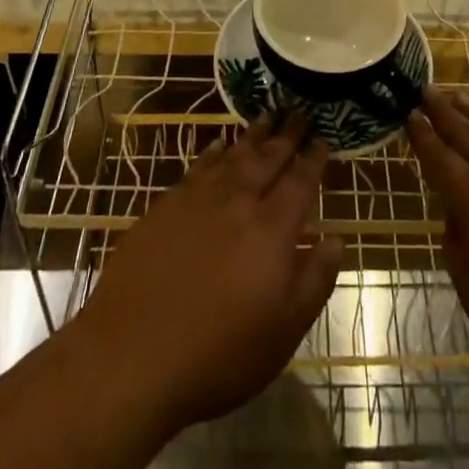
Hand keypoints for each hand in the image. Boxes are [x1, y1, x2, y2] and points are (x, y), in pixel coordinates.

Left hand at [74, 115, 341, 432]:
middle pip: (268, 158)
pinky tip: (219, 145)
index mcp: (272, 229)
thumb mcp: (283, 332)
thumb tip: (336, 239)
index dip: (313, 159)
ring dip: (253, 134)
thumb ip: (314, 280)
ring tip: (267, 116)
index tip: (323, 138)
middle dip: (286, 135)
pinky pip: (198, 166)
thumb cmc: (218, 355)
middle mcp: (238, 201)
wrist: (132, 355)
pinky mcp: (165, 206)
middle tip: (299, 113)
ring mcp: (198, 199)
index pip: (300, 182)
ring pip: (234, 155)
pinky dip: (214, 151)